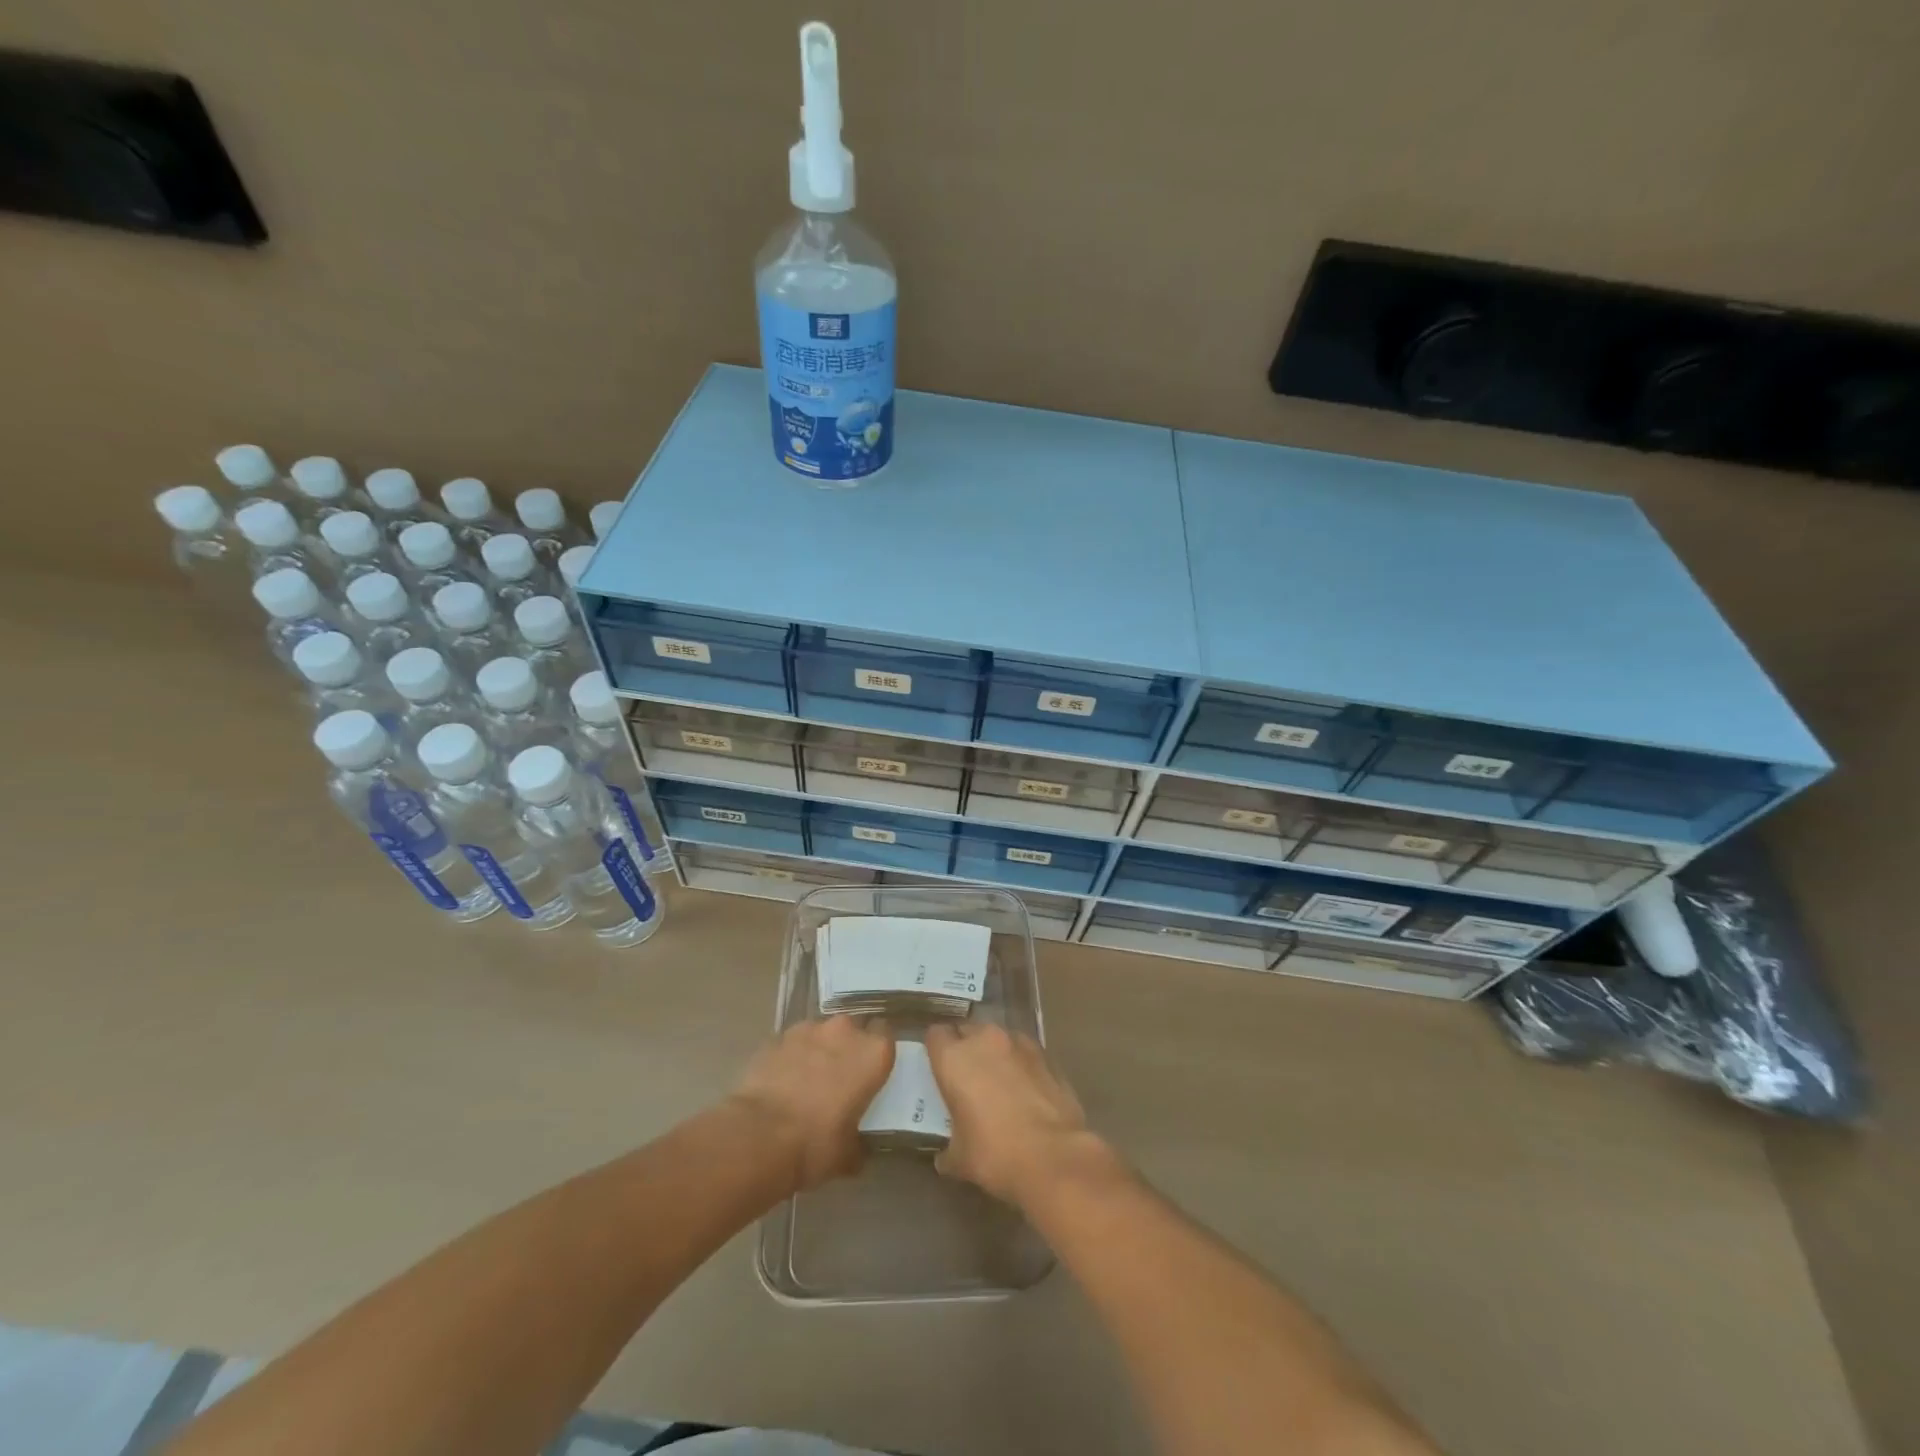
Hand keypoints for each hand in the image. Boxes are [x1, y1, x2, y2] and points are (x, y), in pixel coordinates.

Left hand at [730, 1017, 894, 1190]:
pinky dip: (791, 1057)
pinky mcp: (777, 1037)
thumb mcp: (848, 1155)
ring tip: (808, 1080)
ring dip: (819, 1050)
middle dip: (848, 1048)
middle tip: (841, 1077)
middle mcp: (845, 1031)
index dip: (878, 1053)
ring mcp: (808, 1030)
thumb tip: (857, 1149)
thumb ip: (858, 1143)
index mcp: (873, 1053)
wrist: (759, 1136)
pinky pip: (792, 1044)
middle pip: (853, 1030)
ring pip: (821, 1033)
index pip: (887, 1036)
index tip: (873, 1072)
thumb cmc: (815, 1144)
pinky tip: (783, 1083)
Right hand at [924, 1022, 1106, 1206]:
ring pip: (998, 1038)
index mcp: (954, 1058)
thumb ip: (948, 1149)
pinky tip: (1026, 1091)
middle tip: (968, 1078)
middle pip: (968, 1031)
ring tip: (1000, 1083)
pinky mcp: (1047, 1055)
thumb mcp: (960, 1159)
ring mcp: (1019, 1044)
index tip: (939, 1069)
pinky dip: (1021, 1065)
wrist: (1053, 1156)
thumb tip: (946, 1158)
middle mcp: (984, 1040)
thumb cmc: (995, 1154)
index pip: (936, 1034)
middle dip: (966, 1048)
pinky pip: (1025, 1052)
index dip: (937, 1050)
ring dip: (995, 1054)